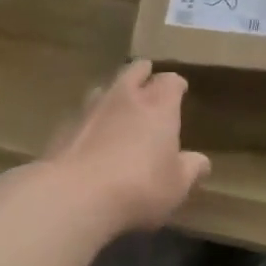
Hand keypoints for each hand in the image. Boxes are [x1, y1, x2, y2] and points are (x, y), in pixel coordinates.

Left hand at [45, 61, 210, 233]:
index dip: (176, 84)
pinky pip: (82, 114)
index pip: (171, 81)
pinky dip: (91, 119)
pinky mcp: (64, 127)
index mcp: (158, 106)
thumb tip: (201, 162)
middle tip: (147, 79)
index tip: (180, 89)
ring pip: (104, 88)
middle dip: (143, 73)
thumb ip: (190, 169)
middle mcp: (125, 98)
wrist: (75, 195)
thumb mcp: (177, 185)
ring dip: (114, 92)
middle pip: (134, 70)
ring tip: (118, 104)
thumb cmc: (139, 186)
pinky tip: (91, 135)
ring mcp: (90, 109)